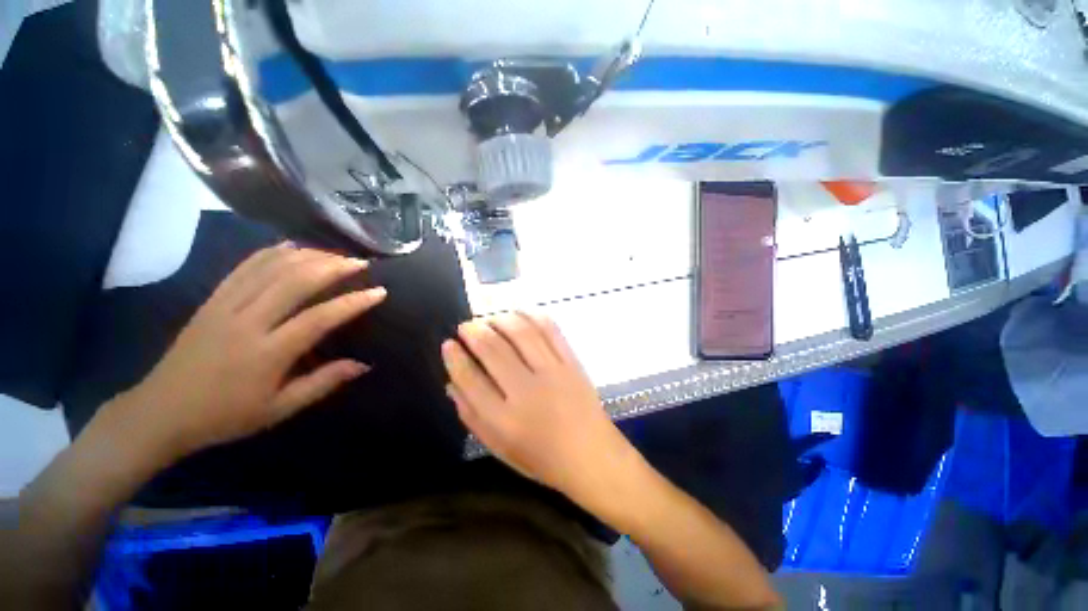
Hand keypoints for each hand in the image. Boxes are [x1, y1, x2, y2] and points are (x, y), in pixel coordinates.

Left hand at [119, 243, 385, 460]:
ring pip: (270, 268)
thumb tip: (363, 365)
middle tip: (360, 262)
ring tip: (335, 254)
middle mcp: (246, 322)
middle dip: (333, 267)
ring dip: (307, 256)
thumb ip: (322, 383)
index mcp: (266, 354)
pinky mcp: (211, 300)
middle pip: (294, 282)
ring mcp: (224, 306)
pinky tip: (291, 247)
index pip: (319, 318)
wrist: (160, 412)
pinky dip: (270, 253)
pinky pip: (243, 268)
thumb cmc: (225, 416)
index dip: (353, 303)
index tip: (379, 292)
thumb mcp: (279, 409)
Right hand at [441, 313, 626, 496]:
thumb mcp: (499, 447)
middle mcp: (527, 392)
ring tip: (490, 318)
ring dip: (500, 319)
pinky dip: (531, 316)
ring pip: (521, 333)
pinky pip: (550, 330)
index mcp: (505, 420)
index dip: (455, 358)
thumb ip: (472, 416)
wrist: (591, 455)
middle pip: (493, 349)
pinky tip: (519, 314)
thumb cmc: (542, 458)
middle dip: (474, 331)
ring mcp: (553, 373)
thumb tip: (451, 383)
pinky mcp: (571, 362)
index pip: (470, 379)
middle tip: (466, 326)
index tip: (448, 344)